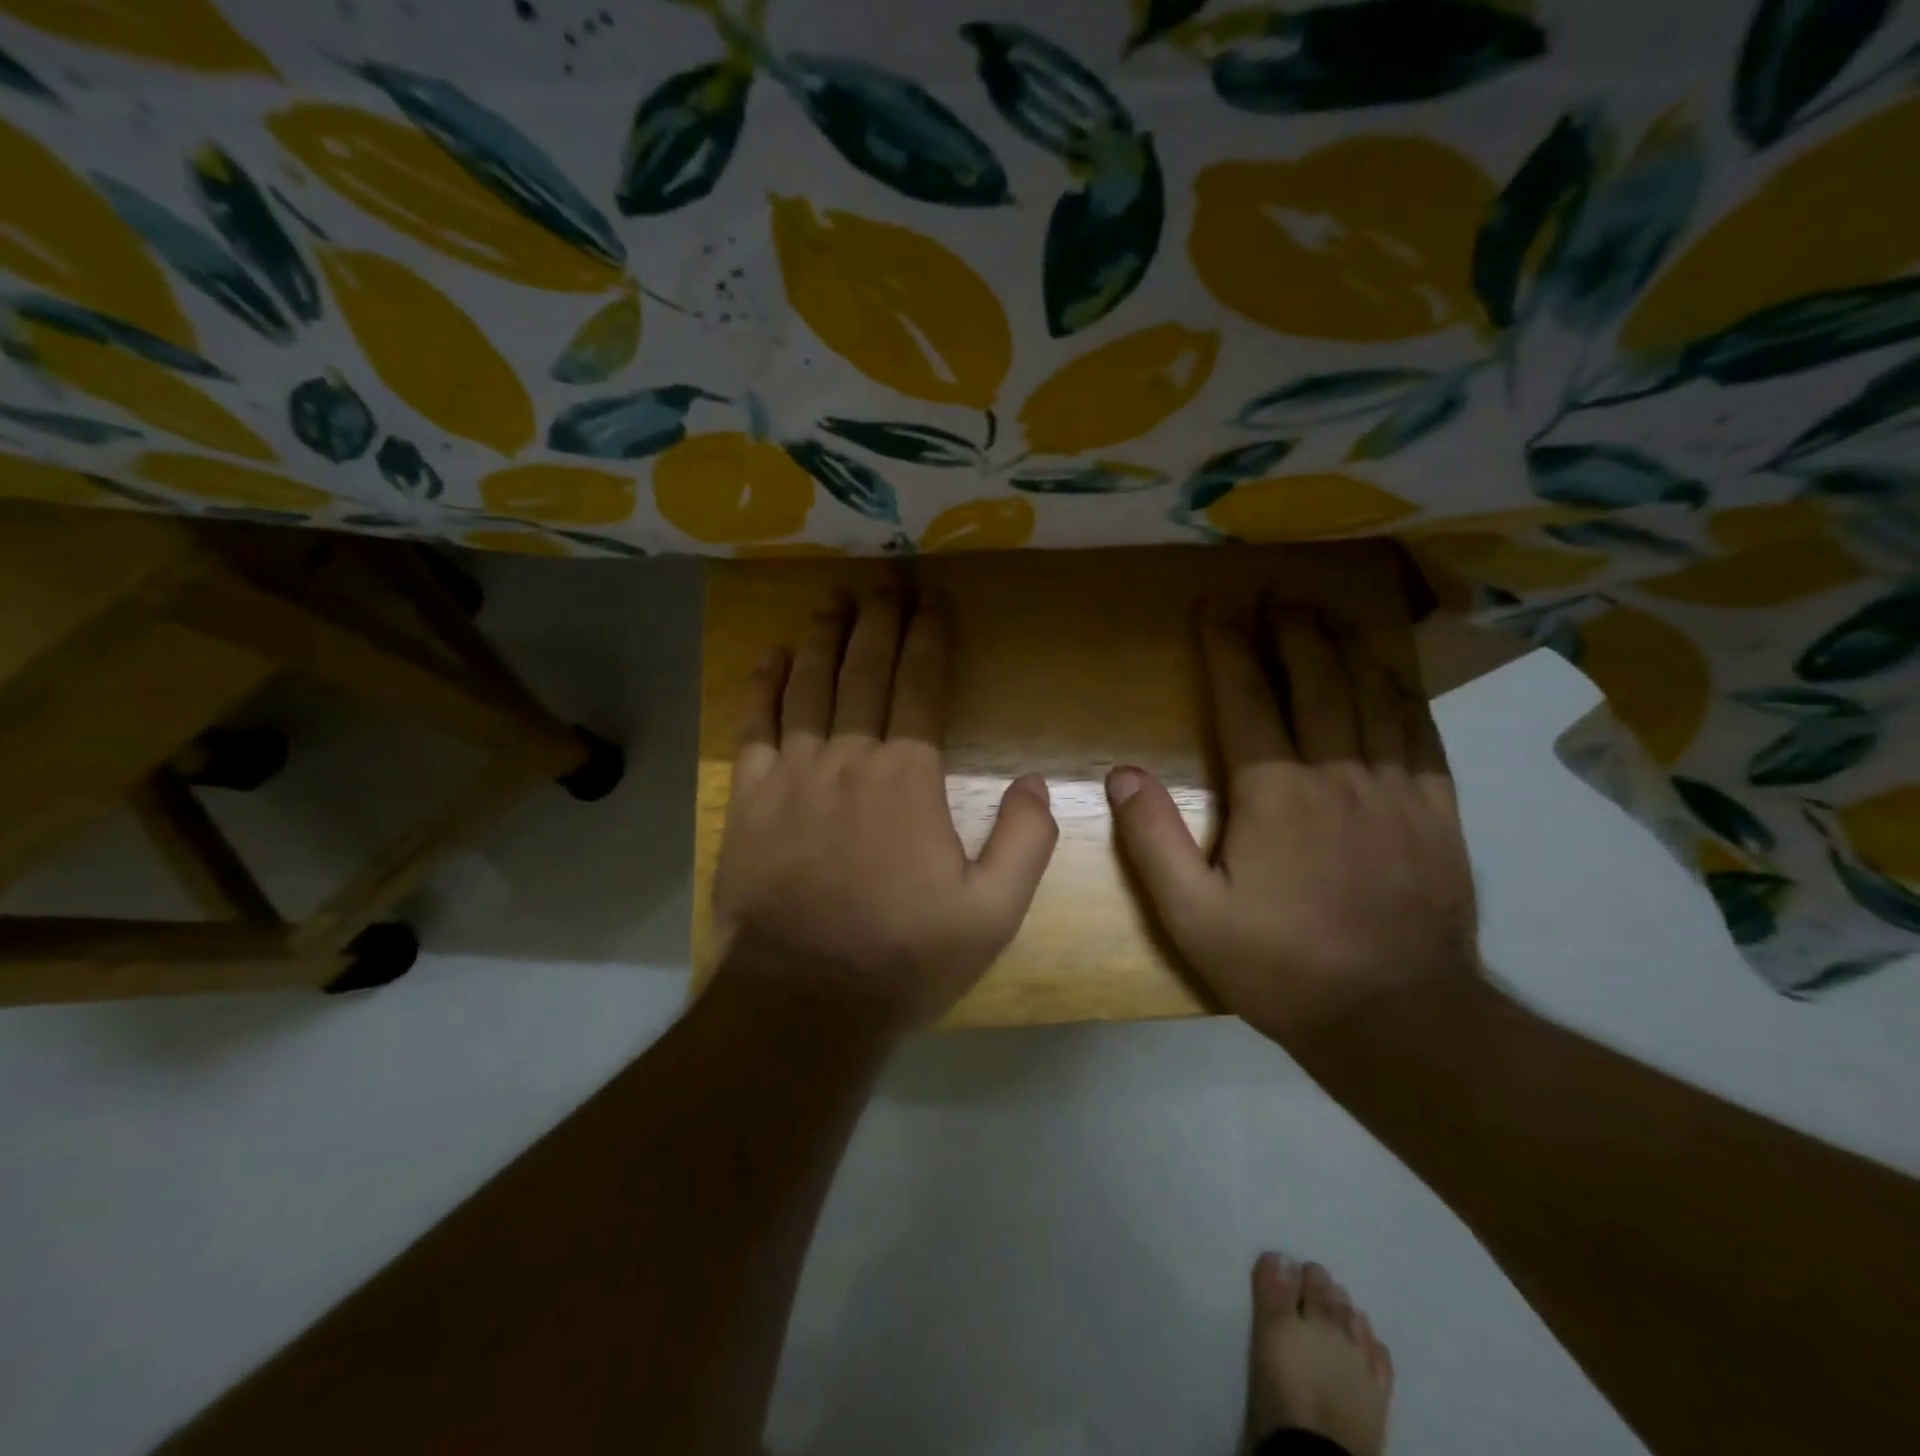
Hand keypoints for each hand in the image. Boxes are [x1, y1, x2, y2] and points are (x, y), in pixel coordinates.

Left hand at [712, 591, 1058, 1034]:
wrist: (803, 999)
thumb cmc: (901, 956)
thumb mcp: (992, 914)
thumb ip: (1026, 842)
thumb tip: (1036, 783)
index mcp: (907, 778)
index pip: (920, 685)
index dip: (928, 636)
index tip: (933, 600)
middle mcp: (849, 758)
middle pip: (864, 670)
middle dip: (878, 620)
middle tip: (885, 579)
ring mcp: (793, 774)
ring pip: (809, 686)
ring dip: (823, 637)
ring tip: (833, 598)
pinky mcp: (750, 799)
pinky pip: (755, 726)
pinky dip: (764, 685)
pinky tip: (772, 656)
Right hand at [1106, 600, 1478, 1046]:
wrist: (1398, 1019)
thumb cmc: (1282, 966)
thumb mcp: (1193, 917)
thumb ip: (1153, 841)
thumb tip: (1123, 773)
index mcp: (1275, 792)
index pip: (1246, 697)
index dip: (1227, 645)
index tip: (1215, 605)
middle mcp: (1337, 772)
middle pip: (1315, 678)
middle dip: (1290, 628)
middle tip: (1274, 591)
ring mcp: (1395, 787)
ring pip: (1372, 693)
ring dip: (1346, 645)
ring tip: (1328, 611)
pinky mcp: (1436, 810)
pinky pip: (1420, 731)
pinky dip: (1402, 691)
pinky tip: (1391, 673)